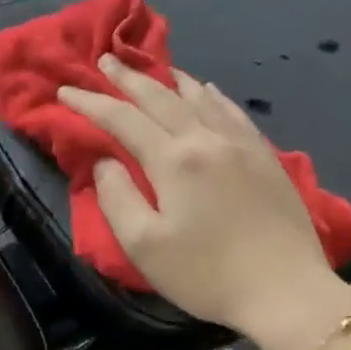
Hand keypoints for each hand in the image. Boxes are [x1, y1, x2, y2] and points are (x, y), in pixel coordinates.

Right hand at [58, 56, 350, 349]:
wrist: (284, 290)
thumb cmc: (204, 273)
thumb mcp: (143, 245)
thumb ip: (116, 198)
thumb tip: (105, 162)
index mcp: (173, 160)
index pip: (122, 119)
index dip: (90, 102)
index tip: (65, 89)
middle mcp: (207, 140)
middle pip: (160, 98)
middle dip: (127, 78)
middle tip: (105, 60)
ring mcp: (241, 145)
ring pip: (199, 97)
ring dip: (168, 80)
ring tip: (151, 68)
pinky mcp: (265, 157)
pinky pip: (231, 111)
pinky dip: (210, 95)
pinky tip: (206, 91)